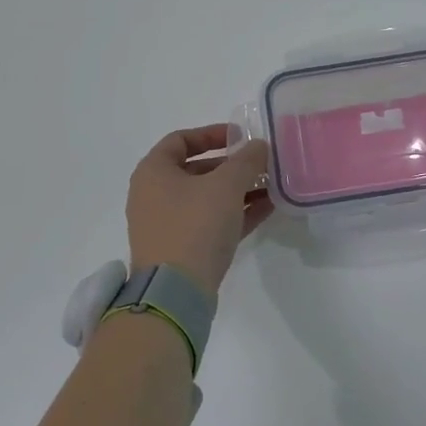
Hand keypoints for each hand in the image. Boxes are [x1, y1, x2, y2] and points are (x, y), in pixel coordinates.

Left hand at [126, 125, 272, 297]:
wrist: (176, 292)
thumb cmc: (195, 225)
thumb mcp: (226, 185)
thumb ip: (246, 160)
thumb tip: (259, 146)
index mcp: (153, 172)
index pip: (180, 139)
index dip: (212, 133)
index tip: (240, 137)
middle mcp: (154, 195)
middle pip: (196, 169)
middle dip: (232, 166)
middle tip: (261, 164)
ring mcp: (167, 224)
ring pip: (206, 198)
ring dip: (238, 190)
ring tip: (271, 186)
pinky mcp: (181, 249)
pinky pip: (211, 221)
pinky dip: (236, 213)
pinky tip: (267, 208)